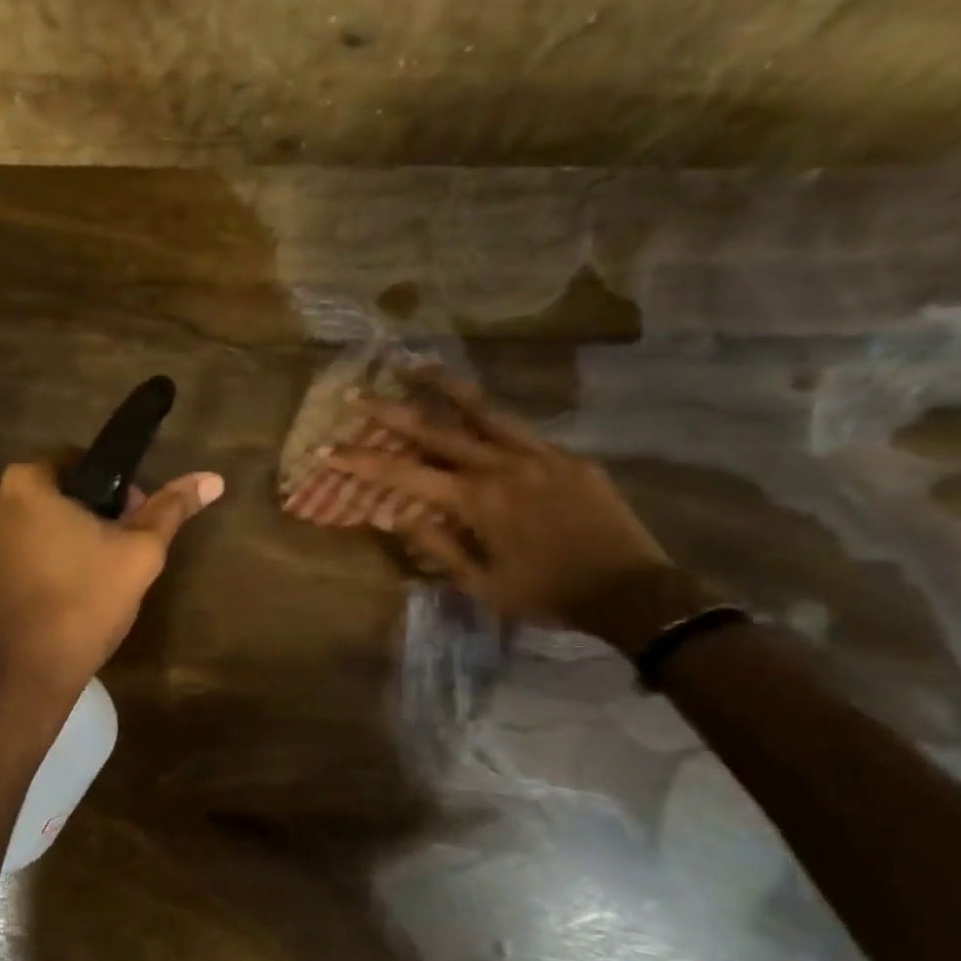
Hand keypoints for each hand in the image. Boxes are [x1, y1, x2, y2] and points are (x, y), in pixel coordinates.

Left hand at [0, 459, 223, 704]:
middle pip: (52, 494)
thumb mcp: (138, 555)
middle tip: (116, 554)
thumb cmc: (81, 606)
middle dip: (87, 515)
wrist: (17, 682)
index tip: (132, 521)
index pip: (78, 461)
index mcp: (24, 482)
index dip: (114, 487)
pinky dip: (35, 564)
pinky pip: (10, 554)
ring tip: (89, 580)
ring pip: (30, 526)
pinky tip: (58, 598)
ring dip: (60, 540)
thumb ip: (171, 510)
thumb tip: (212, 478)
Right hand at [324, 368, 670, 627]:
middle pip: (436, 429)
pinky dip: (490, 420)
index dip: (361, 461)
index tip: (327, 448)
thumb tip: (395, 514)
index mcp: (477, 501)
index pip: (404, 474)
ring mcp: (540, 455)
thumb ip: (437, 546)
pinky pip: (521, 432)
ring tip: (413, 365)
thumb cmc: (548, 595)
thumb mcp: (482, 584)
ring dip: (442, 386)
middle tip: (357, 393)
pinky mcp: (569, 457)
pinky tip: (477, 417)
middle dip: (390, 411)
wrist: (633, 592)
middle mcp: (503, 466)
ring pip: (483, 409)